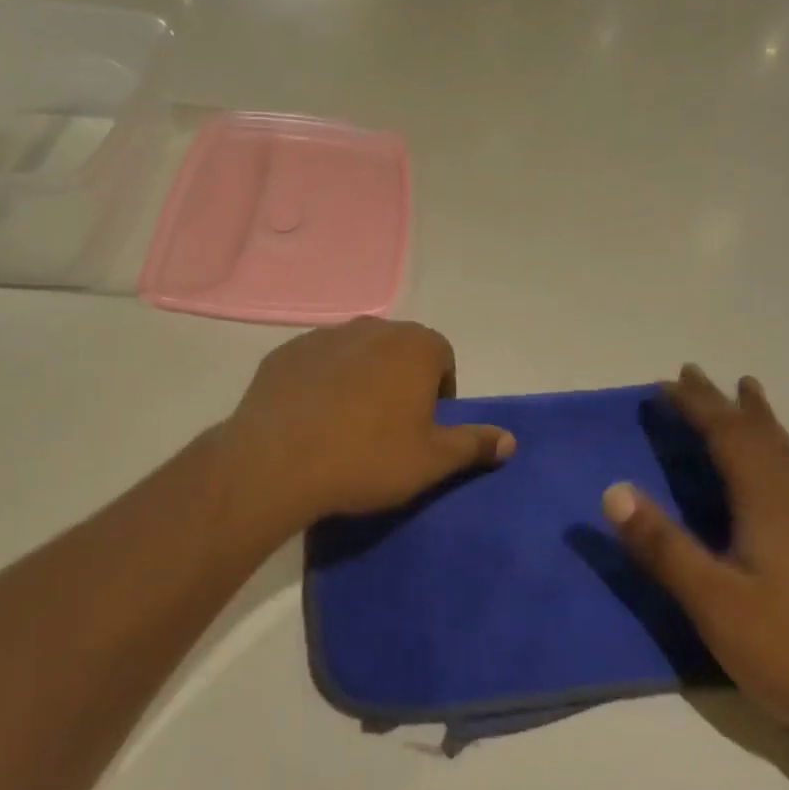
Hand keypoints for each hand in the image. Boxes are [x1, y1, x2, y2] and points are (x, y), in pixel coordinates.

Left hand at [217, 319, 515, 537]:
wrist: (279, 461)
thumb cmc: (368, 458)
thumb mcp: (431, 460)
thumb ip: (474, 444)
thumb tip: (510, 440)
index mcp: (414, 346)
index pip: (441, 357)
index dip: (439, 391)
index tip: (425, 426)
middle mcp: (372, 328)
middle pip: (398, 350)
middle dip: (401, 381)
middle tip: (389, 427)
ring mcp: (324, 336)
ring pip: (356, 354)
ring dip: (360, 379)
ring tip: (347, 425)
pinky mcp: (286, 352)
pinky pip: (316, 364)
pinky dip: (321, 383)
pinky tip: (311, 419)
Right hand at [603, 366, 788, 771]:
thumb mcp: (714, 602)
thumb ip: (663, 546)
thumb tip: (613, 490)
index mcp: (769, 504)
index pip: (728, 438)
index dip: (697, 407)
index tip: (666, 382)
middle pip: (759, 436)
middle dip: (725, 403)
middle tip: (696, 374)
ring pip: (784, 454)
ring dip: (757, 420)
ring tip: (747, 395)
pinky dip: (775, 450)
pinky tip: (775, 471)